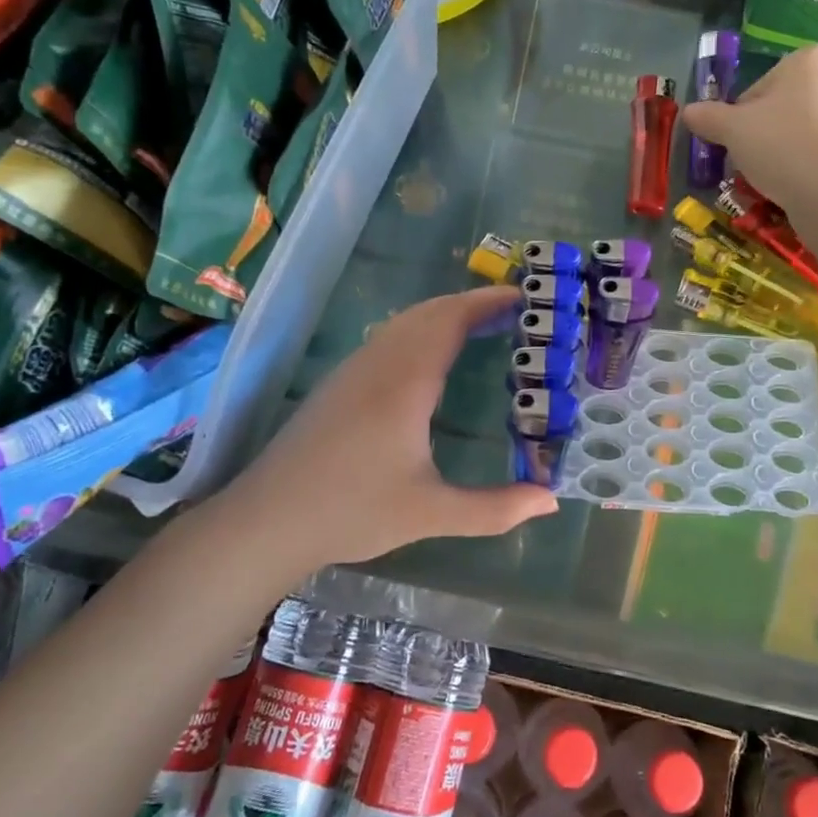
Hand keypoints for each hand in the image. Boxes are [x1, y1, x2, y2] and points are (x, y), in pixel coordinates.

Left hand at [202, 286, 556, 568]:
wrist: (267, 520)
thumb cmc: (352, 511)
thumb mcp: (431, 514)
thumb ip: (495, 508)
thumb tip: (550, 502)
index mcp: (406, 382)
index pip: (450, 320)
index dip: (487, 302)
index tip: (523, 297)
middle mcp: (379, 364)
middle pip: (428, 312)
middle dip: (471, 304)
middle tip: (512, 313)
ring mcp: (353, 370)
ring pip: (404, 322)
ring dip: (444, 315)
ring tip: (481, 329)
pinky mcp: (338, 384)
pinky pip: (388, 338)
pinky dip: (421, 331)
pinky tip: (431, 360)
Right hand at [684, 44, 817, 217]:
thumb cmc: (782, 146)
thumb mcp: (732, 130)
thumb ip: (708, 117)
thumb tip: (688, 112)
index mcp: (810, 58)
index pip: (759, 88)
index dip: (741, 119)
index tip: (737, 145)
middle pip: (786, 108)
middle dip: (767, 135)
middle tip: (754, 165)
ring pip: (808, 132)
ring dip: (788, 153)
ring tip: (777, 181)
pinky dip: (813, 167)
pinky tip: (803, 188)